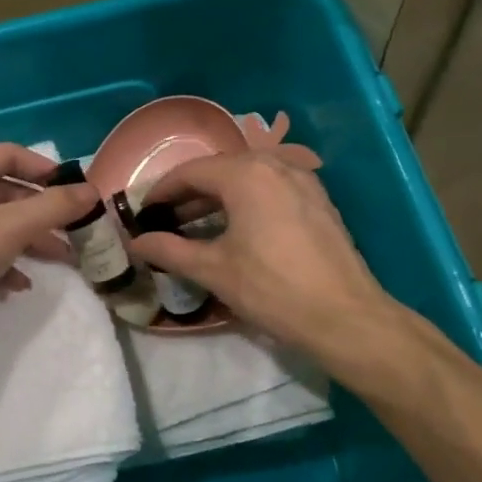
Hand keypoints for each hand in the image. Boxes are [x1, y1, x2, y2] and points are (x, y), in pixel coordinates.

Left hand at [0, 144, 97, 355]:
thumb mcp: (9, 227)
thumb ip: (53, 207)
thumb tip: (92, 191)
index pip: (8, 154)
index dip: (45, 169)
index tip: (74, 189)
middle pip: (5, 194)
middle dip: (42, 214)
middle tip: (75, 231)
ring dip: (28, 242)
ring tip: (60, 261)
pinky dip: (2, 265)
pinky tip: (16, 287)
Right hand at [130, 152, 395, 359]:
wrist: (345, 317)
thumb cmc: (272, 288)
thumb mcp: (213, 270)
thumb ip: (169, 250)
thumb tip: (136, 242)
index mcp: (246, 173)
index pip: (190, 172)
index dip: (161, 191)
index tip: (143, 213)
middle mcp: (276, 165)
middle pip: (220, 171)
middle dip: (189, 195)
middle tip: (165, 221)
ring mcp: (303, 181)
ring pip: (248, 180)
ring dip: (218, 200)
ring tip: (194, 228)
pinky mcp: (319, 202)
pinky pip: (272, 191)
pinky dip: (246, 204)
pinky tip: (237, 231)